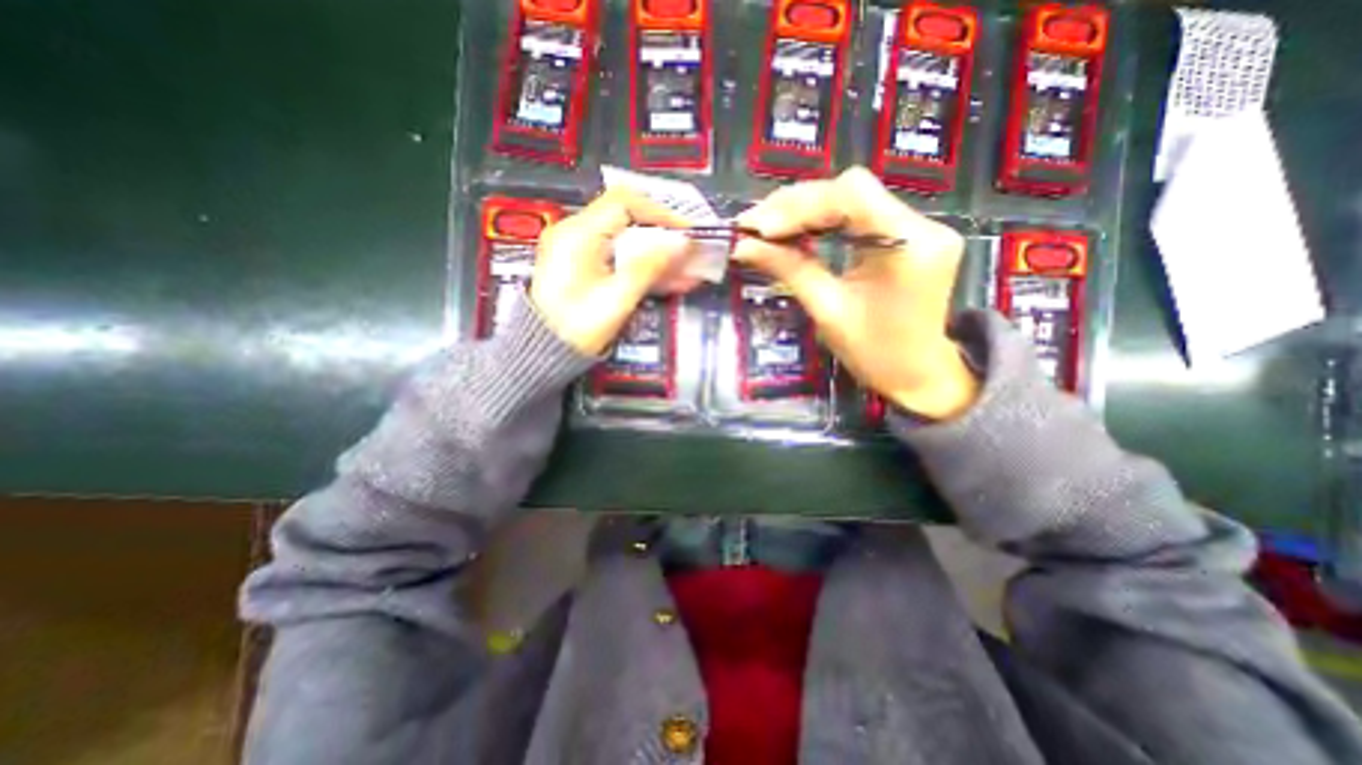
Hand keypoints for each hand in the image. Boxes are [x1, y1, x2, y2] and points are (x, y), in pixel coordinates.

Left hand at [530, 189, 696, 354]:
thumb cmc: (575, 328)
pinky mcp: (583, 267)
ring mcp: (578, 251)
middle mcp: (575, 234)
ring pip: (626, 242)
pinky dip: (642, 267)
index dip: (660, 213)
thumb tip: (680, 244)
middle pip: (628, 222)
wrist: (543, 353)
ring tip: (685, 271)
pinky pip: (619, 259)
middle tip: (689, 254)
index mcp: (578, 234)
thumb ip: (649, 267)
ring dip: (656, 255)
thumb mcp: (616, 298)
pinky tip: (666, 280)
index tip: (685, 232)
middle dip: (663, 237)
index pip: (625, 203)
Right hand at [733, 163, 979, 424]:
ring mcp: (918, 227)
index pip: (851, 194)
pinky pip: (860, 216)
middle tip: (753, 226)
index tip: (760, 229)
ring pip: (852, 199)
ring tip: (766, 229)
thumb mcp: (828, 311)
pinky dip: (823, 222)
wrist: (917, 376)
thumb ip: (790, 269)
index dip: (800, 206)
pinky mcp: (908, 237)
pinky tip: (796, 232)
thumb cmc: (875, 353)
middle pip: (850, 190)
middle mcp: (921, 224)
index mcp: (908, 243)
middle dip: (796, 206)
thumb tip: (743, 246)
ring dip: (805, 211)